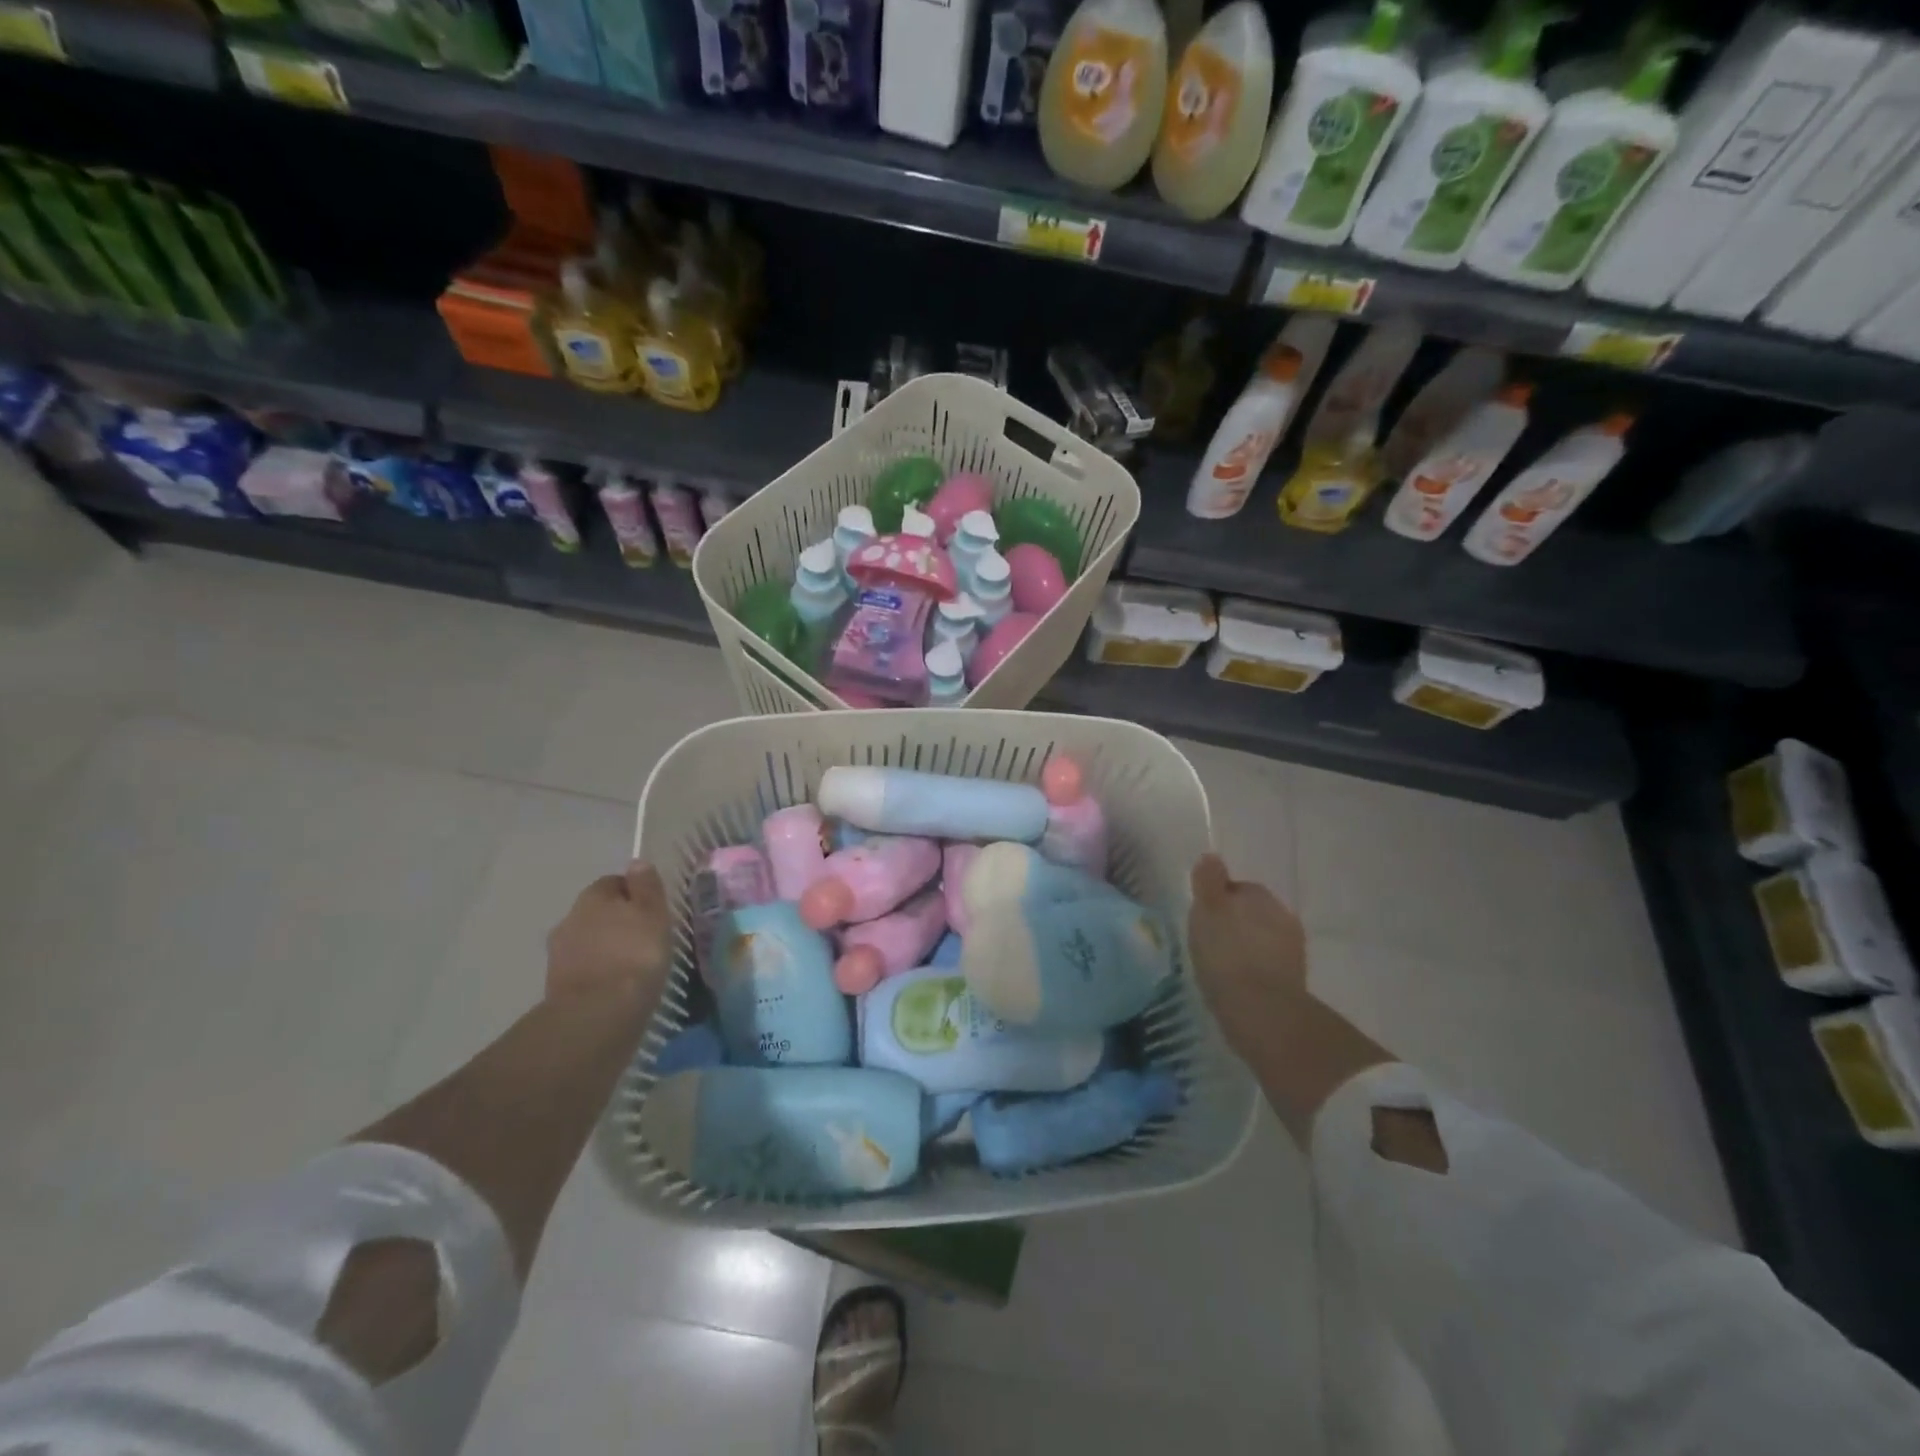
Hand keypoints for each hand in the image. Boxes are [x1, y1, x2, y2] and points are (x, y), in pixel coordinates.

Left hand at [546, 861, 672, 1010]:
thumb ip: (646, 886)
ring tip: (631, 965)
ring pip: (588, 941)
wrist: (598, 1013)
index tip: (652, 911)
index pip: (614, 882)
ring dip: (606, 947)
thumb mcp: (653, 913)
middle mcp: (569, 918)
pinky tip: (615, 984)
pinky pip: (584, 968)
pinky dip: (597, 972)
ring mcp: (559, 954)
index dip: (634, 893)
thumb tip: (636, 862)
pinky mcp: (557, 985)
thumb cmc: (635, 954)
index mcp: (593, 896)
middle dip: (616, 921)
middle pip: (597, 912)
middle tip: (643, 937)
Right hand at [1187, 854, 1307, 1061]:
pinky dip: (1253, 970)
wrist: (1261, 1011)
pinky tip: (1236, 984)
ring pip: (1261, 940)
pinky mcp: (1293, 981)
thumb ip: (1208, 881)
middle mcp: (1282, 916)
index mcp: (1260, 896)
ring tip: (1221, 966)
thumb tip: (1211, 856)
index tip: (1201, 918)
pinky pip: (1267, 966)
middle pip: (1251, 913)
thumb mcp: (1207, 910)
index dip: (1217, 901)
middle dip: (1234, 923)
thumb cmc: (1226, 954)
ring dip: (1245, 947)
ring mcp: (1292, 950)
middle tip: (1208, 941)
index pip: (1237, 888)